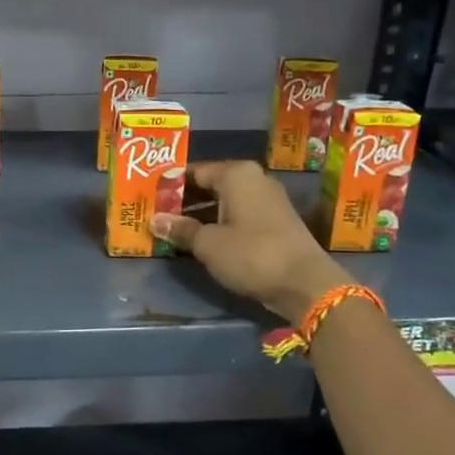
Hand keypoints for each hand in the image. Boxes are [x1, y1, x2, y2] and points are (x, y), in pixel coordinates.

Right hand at [150, 161, 351, 323]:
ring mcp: (268, 200)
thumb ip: (181, 229)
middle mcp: (254, 179)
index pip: (194, 171)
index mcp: (236, 174)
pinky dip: (219, 223)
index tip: (150, 196)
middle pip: (210, 184)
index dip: (170, 184)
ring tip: (174, 228)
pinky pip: (238, 215)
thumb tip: (156, 220)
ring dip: (201, 214)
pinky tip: (201, 239)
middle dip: (185, 199)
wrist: (305, 283)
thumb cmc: (251, 254)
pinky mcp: (275, 221)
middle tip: (157, 212)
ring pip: (225, 201)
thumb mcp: (208, 244)